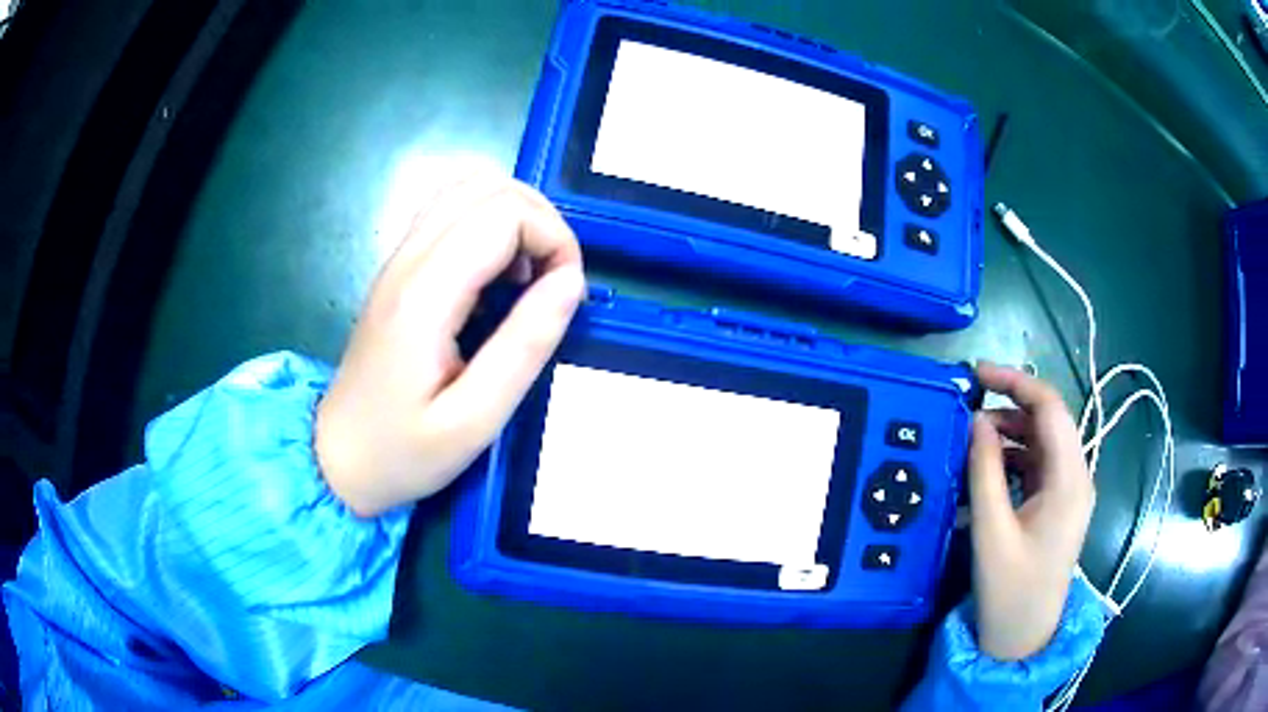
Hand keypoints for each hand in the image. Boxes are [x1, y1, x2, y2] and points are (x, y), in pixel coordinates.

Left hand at [315, 175, 584, 516]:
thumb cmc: (403, 451)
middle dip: (541, 221)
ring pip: (468, 190)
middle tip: (555, 283)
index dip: (554, 239)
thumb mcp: (474, 420)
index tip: (568, 294)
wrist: (337, 459)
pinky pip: (451, 213)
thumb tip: (571, 280)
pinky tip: (497, 277)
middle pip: (488, 187)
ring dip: (516, 218)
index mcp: (426, 294)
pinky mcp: (399, 269)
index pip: (504, 214)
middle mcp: (409, 260)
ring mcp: (399, 259)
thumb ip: (525, 347)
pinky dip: (490, 227)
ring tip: (529, 276)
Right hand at [968, 362, 1094, 660]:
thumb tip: (976, 421)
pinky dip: (1011, 459)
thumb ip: (984, 472)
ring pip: (1041, 442)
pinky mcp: (1057, 505)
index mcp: (1069, 480)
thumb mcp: (991, 531)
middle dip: (1009, 407)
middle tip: (965, 412)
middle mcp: (1076, 476)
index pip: (1050, 408)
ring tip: (970, 444)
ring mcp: (1068, 491)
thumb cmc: (1010, 590)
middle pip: (1047, 421)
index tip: (976, 374)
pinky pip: (1036, 466)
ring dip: (1008, 434)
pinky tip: (985, 472)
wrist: (1023, 638)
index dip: (1015, 381)